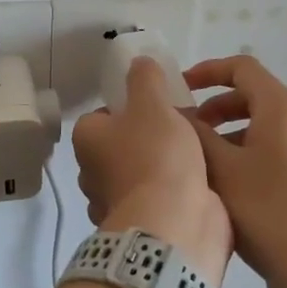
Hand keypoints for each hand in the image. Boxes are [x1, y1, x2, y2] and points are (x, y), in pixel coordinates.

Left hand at [72, 58, 232, 284]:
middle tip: (182, 128)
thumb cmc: (157, 156)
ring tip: (198, 154)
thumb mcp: (153, 104)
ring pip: (140, 174)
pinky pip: (157, 200)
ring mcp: (115, 204)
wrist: (173, 225)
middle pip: (121, 145)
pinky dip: (173, 193)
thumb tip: (138, 61)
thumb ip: (146, 79)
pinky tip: (199, 184)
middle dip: (148, 139)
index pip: (103, 115)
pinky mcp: (141, 226)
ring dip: (163, 167)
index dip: (130, 108)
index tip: (159, 108)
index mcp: (87, 140)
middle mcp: (92, 173)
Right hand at [186, 55, 286, 287]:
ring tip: (202, 160)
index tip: (179, 88)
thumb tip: (176, 113)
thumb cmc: (267, 210)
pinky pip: (277, 147)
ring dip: (230, 131)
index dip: (207, 71)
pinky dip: (248, 151)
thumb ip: (195, 134)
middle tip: (186, 130)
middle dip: (215, 106)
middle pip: (254, 95)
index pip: (242, 67)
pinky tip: (228, 184)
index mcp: (283, 107)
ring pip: (264, 124)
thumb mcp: (221, 169)